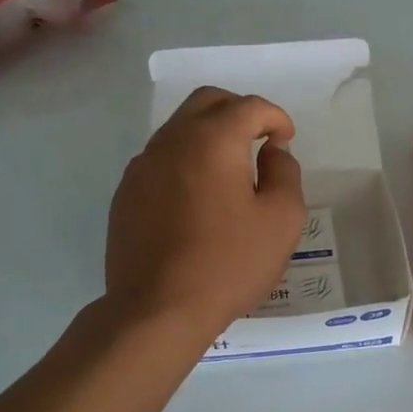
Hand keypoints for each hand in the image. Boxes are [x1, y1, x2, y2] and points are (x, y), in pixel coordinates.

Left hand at [105, 86, 306, 337]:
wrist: (157, 309)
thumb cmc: (229, 264)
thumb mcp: (281, 220)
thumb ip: (285, 173)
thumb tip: (272, 150)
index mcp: (213, 140)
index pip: (249, 106)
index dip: (275, 117)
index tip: (285, 139)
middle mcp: (172, 141)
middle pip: (207, 102)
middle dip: (238, 111)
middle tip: (258, 139)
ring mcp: (142, 166)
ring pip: (179, 128)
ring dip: (209, 134)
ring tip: (230, 170)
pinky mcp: (126, 193)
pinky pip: (161, 159)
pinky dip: (185, 160)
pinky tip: (198, 197)